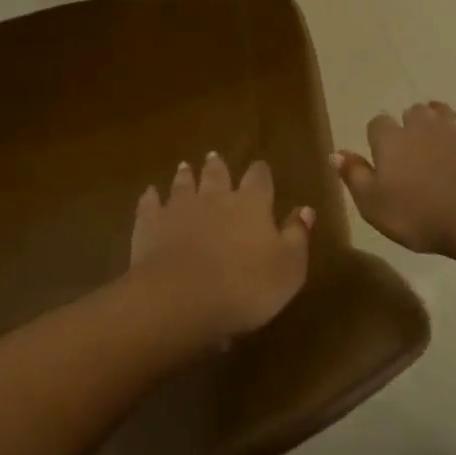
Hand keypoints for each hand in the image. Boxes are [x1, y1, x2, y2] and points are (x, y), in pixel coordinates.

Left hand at [130, 153, 313, 341]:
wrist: (181, 297)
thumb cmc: (245, 287)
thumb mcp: (288, 269)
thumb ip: (297, 236)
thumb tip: (305, 209)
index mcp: (251, 204)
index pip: (259, 179)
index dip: (261, 173)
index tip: (261, 168)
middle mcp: (215, 196)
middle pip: (217, 174)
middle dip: (218, 167)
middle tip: (214, 158)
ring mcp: (179, 207)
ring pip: (183, 184)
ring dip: (185, 175)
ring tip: (184, 167)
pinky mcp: (150, 223)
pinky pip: (151, 203)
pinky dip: (151, 197)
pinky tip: (150, 193)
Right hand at [336, 103, 455, 261]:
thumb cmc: (419, 216)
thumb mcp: (373, 205)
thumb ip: (354, 176)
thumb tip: (336, 153)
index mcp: (391, 141)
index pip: (377, 124)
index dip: (378, 135)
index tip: (380, 151)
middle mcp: (424, 128)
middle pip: (414, 112)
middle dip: (412, 122)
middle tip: (413, 142)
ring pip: (447, 113)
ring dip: (443, 119)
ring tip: (443, 132)